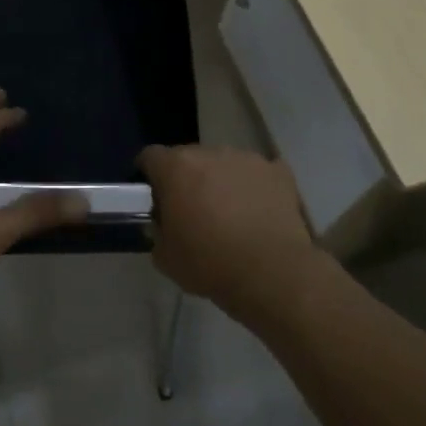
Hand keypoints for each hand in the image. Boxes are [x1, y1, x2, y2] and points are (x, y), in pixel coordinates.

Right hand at [138, 145, 326, 321]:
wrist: (271, 273)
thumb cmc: (209, 263)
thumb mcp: (164, 256)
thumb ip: (158, 230)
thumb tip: (164, 223)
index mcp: (176, 168)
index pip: (151, 156)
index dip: (148, 174)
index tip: (153, 196)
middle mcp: (210, 153)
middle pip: (189, 157)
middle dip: (186, 178)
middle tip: (191, 209)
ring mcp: (247, 159)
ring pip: (224, 163)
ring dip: (220, 180)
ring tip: (229, 212)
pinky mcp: (277, 172)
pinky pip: (258, 173)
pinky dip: (254, 187)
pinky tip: (258, 211)